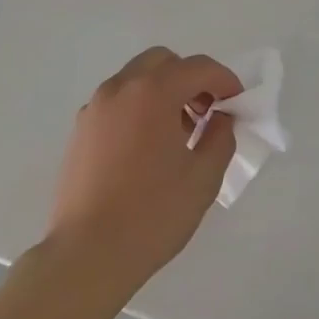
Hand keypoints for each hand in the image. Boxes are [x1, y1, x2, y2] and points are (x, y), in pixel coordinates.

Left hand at [45, 47, 238, 293]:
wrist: (87, 256)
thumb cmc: (153, 214)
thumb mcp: (204, 176)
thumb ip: (221, 136)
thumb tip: (219, 118)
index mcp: (153, 92)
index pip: (198, 68)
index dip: (225, 80)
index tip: (237, 103)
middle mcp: (120, 89)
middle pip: (163, 62)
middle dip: (191, 79)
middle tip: (207, 111)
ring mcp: (95, 108)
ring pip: (137, 79)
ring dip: (164, 91)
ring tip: (179, 132)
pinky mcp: (80, 131)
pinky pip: (118, 102)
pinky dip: (139, 107)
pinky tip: (148, 147)